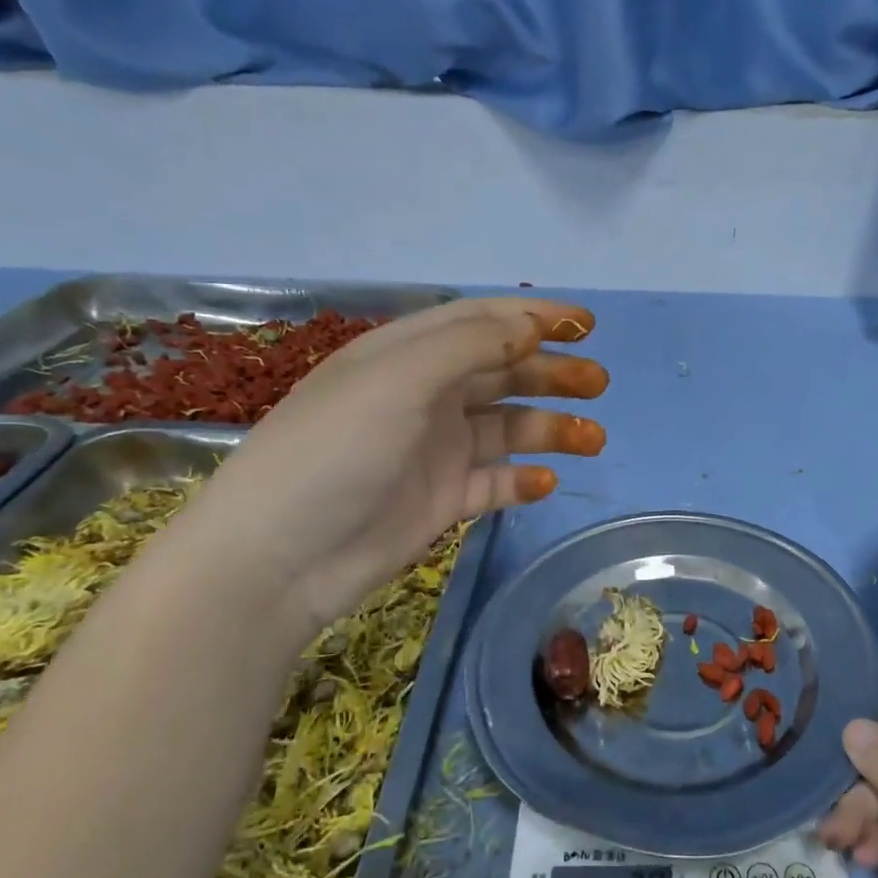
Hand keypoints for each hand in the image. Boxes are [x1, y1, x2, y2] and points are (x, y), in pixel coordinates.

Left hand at [167, 296, 607, 636]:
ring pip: (507, 427)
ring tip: (593, 439)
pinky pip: (494, 481)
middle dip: (551, 373)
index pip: (480, 323)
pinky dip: (523, 479)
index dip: (533, 318)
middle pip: (502, 373)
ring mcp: (434, 450)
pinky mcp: (441, 499)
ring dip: (550, 428)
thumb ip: (469, 346)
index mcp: (406, 356)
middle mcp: (423, 396)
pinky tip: (545, 483)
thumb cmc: (335, 451)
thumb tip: (531, 327)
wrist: (279, 560)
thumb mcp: (398, 380)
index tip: (585, 325)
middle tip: (598, 383)